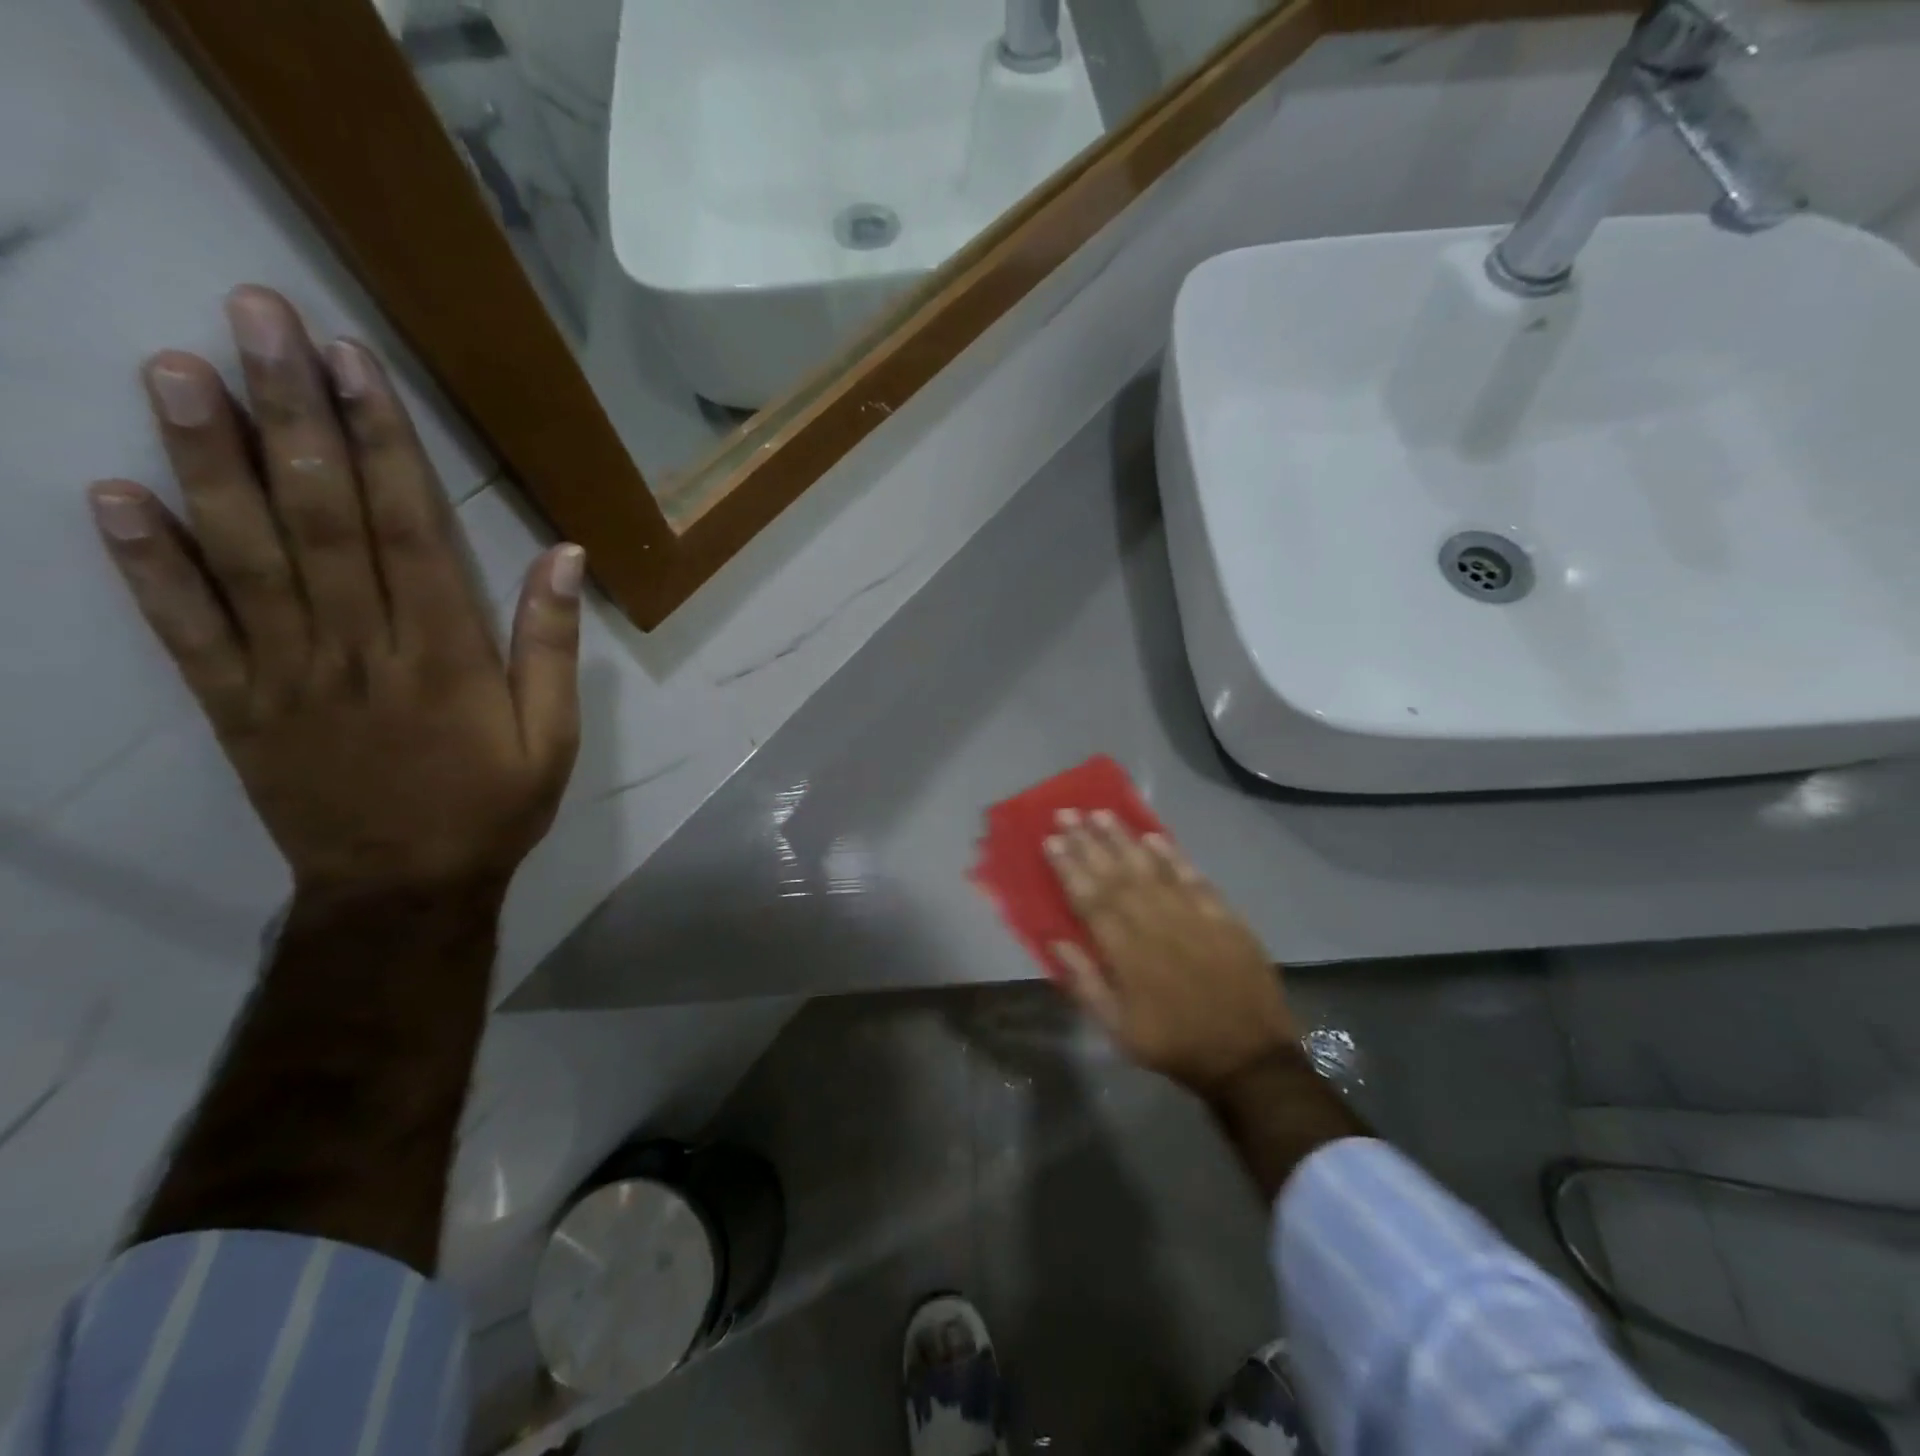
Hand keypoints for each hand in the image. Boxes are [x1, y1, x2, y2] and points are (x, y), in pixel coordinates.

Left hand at [89, 286, 582, 900]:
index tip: (352, 364)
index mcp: (443, 656)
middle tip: (254, 320)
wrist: (403, 889)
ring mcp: (286, 675)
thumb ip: (552, 645)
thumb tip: (565, 556)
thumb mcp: (552, 736)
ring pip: (244, 557)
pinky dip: (147, 564)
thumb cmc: (492, 806)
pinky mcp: (236, 705)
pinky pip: (186, 630)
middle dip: (290, 416)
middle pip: (321, 520)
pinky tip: (114, 496)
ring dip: (208, 462)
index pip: (408, 531)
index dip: (381, 443)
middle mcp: (358, 650)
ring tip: (176, 371)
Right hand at [1045, 810, 1298, 1099]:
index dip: (1068, 868)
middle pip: (1115, 875)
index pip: (1090, 899)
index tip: (1050, 840)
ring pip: (1150, 868)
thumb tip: (1055, 941)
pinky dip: (1173, 856)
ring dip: (1124, 838)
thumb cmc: (1175, 1044)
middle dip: (1088, 842)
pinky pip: (1193, 878)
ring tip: (1102, 813)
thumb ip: (1085, 983)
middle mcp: (1154, 924)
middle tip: (1067, 812)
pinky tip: (1155, 836)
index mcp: (1126, 952)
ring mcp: (1191, 916)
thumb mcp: (1118, 1029)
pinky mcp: (1222, 916)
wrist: (1248, 1057)